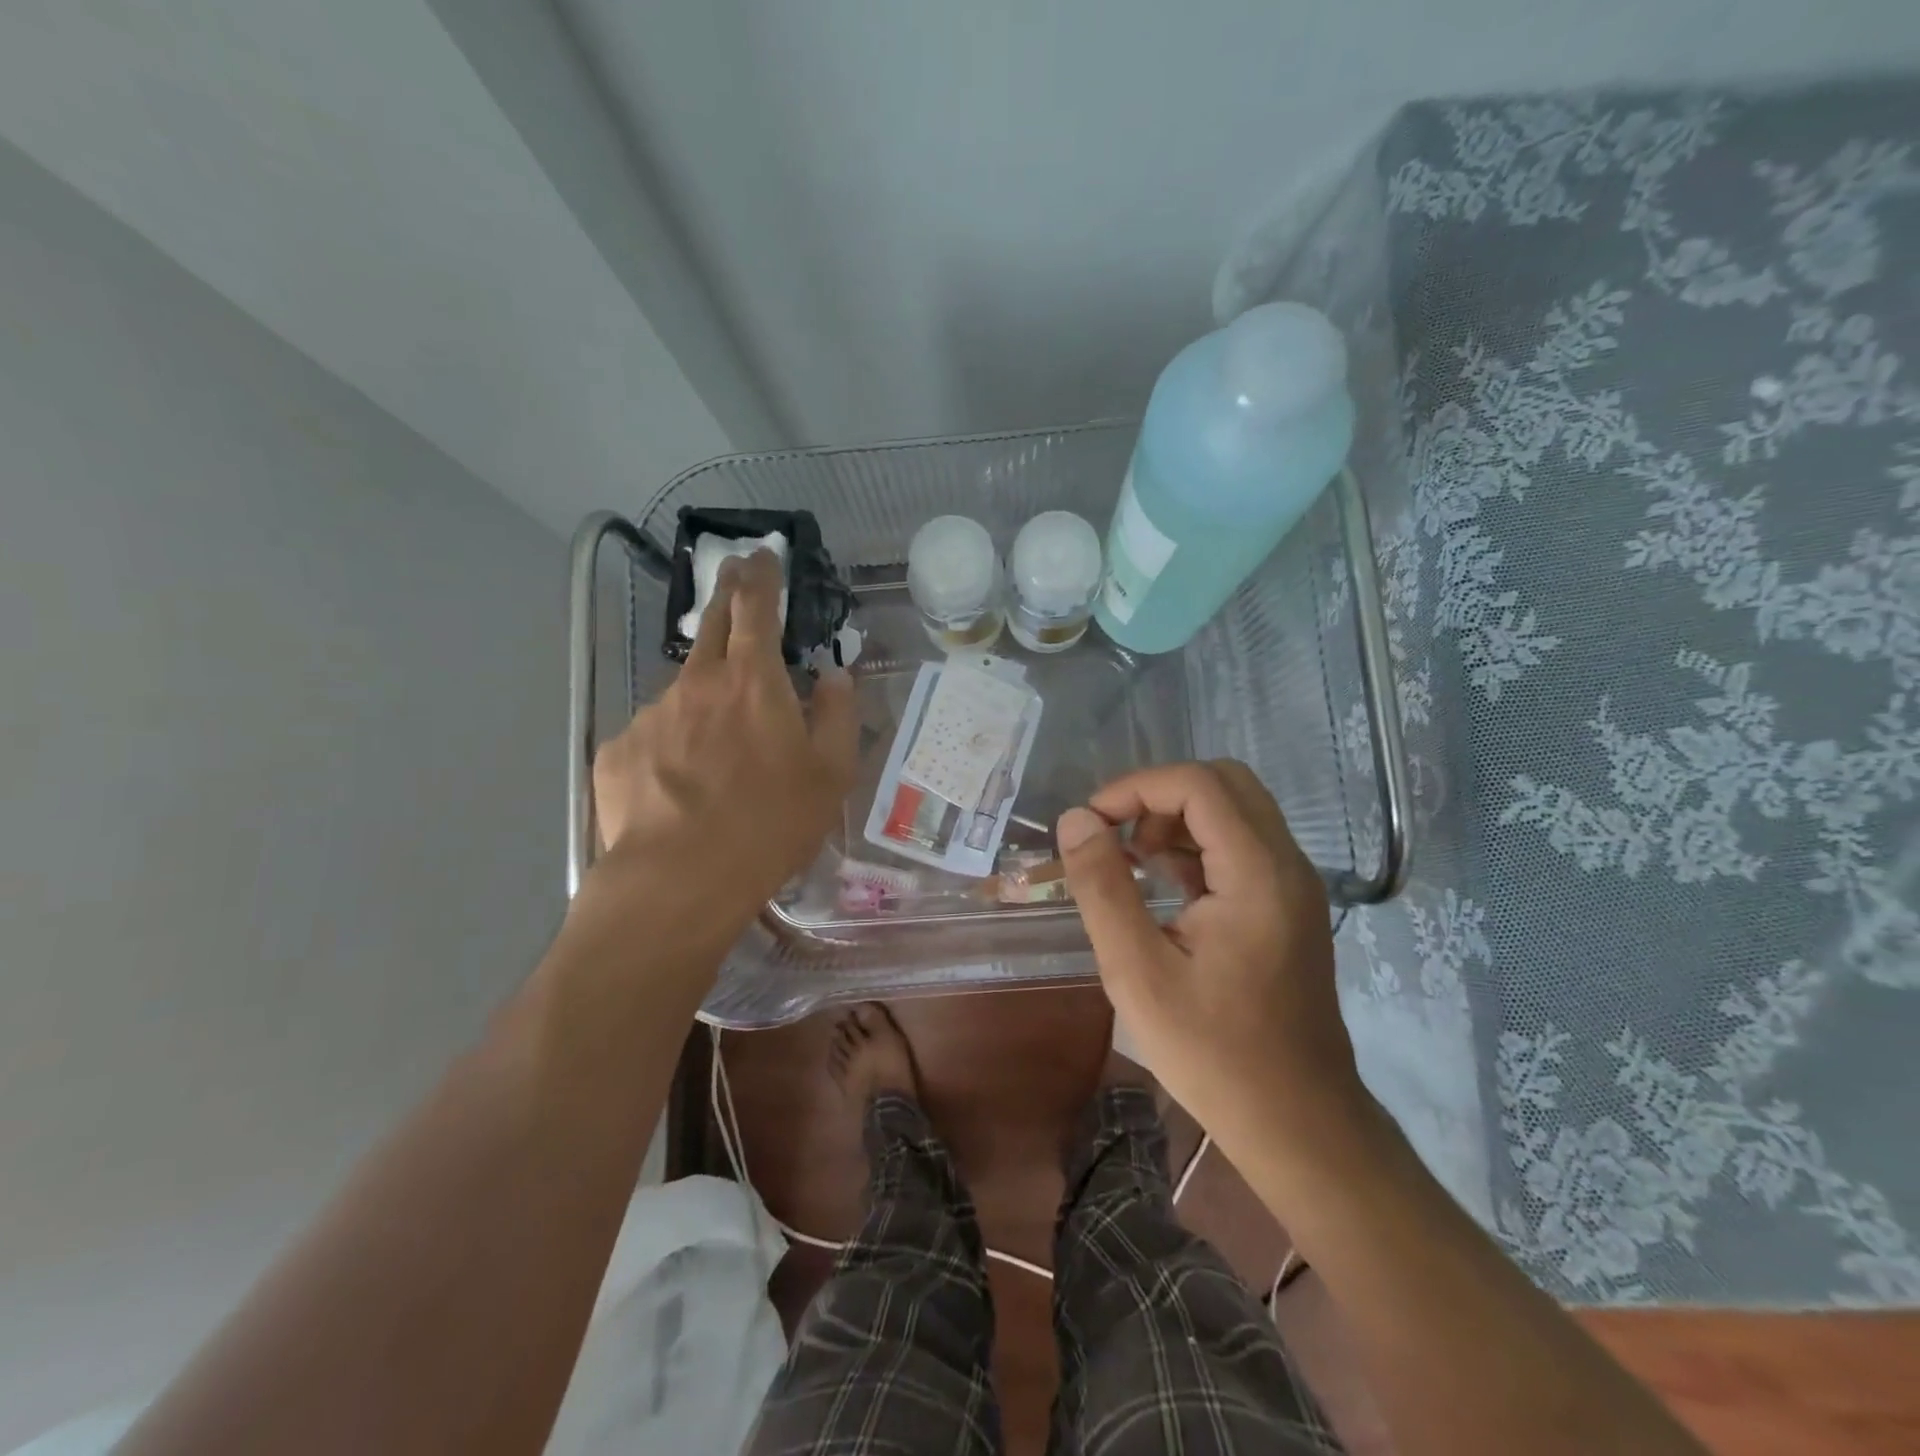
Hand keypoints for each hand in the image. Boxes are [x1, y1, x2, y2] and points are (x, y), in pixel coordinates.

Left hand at [590, 550, 857, 958]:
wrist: (678, 881)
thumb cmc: (770, 824)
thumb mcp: (830, 774)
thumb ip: (838, 715)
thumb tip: (835, 677)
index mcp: (754, 682)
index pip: (756, 607)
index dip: (760, 576)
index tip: (760, 554)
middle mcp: (698, 684)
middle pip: (712, 625)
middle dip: (726, 596)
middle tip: (734, 580)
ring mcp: (651, 715)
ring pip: (685, 691)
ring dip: (704, 696)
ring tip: (719, 746)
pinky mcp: (619, 751)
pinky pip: (656, 735)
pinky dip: (674, 745)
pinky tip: (681, 788)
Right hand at [1057, 760, 1366, 1158]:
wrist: (1298, 1122)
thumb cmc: (1214, 1053)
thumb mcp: (1137, 971)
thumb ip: (1103, 887)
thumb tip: (1076, 820)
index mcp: (1258, 874)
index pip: (1199, 784)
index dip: (1136, 787)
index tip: (1090, 822)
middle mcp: (1287, 865)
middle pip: (1225, 783)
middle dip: (1159, 795)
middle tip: (1116, 835)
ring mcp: (1294, 885)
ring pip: (1235, 810)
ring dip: (1178, 818)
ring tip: (1133, 863)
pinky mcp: (1288, 906)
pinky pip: (1242, 846)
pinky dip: (1197, 846)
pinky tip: (1164, 887)